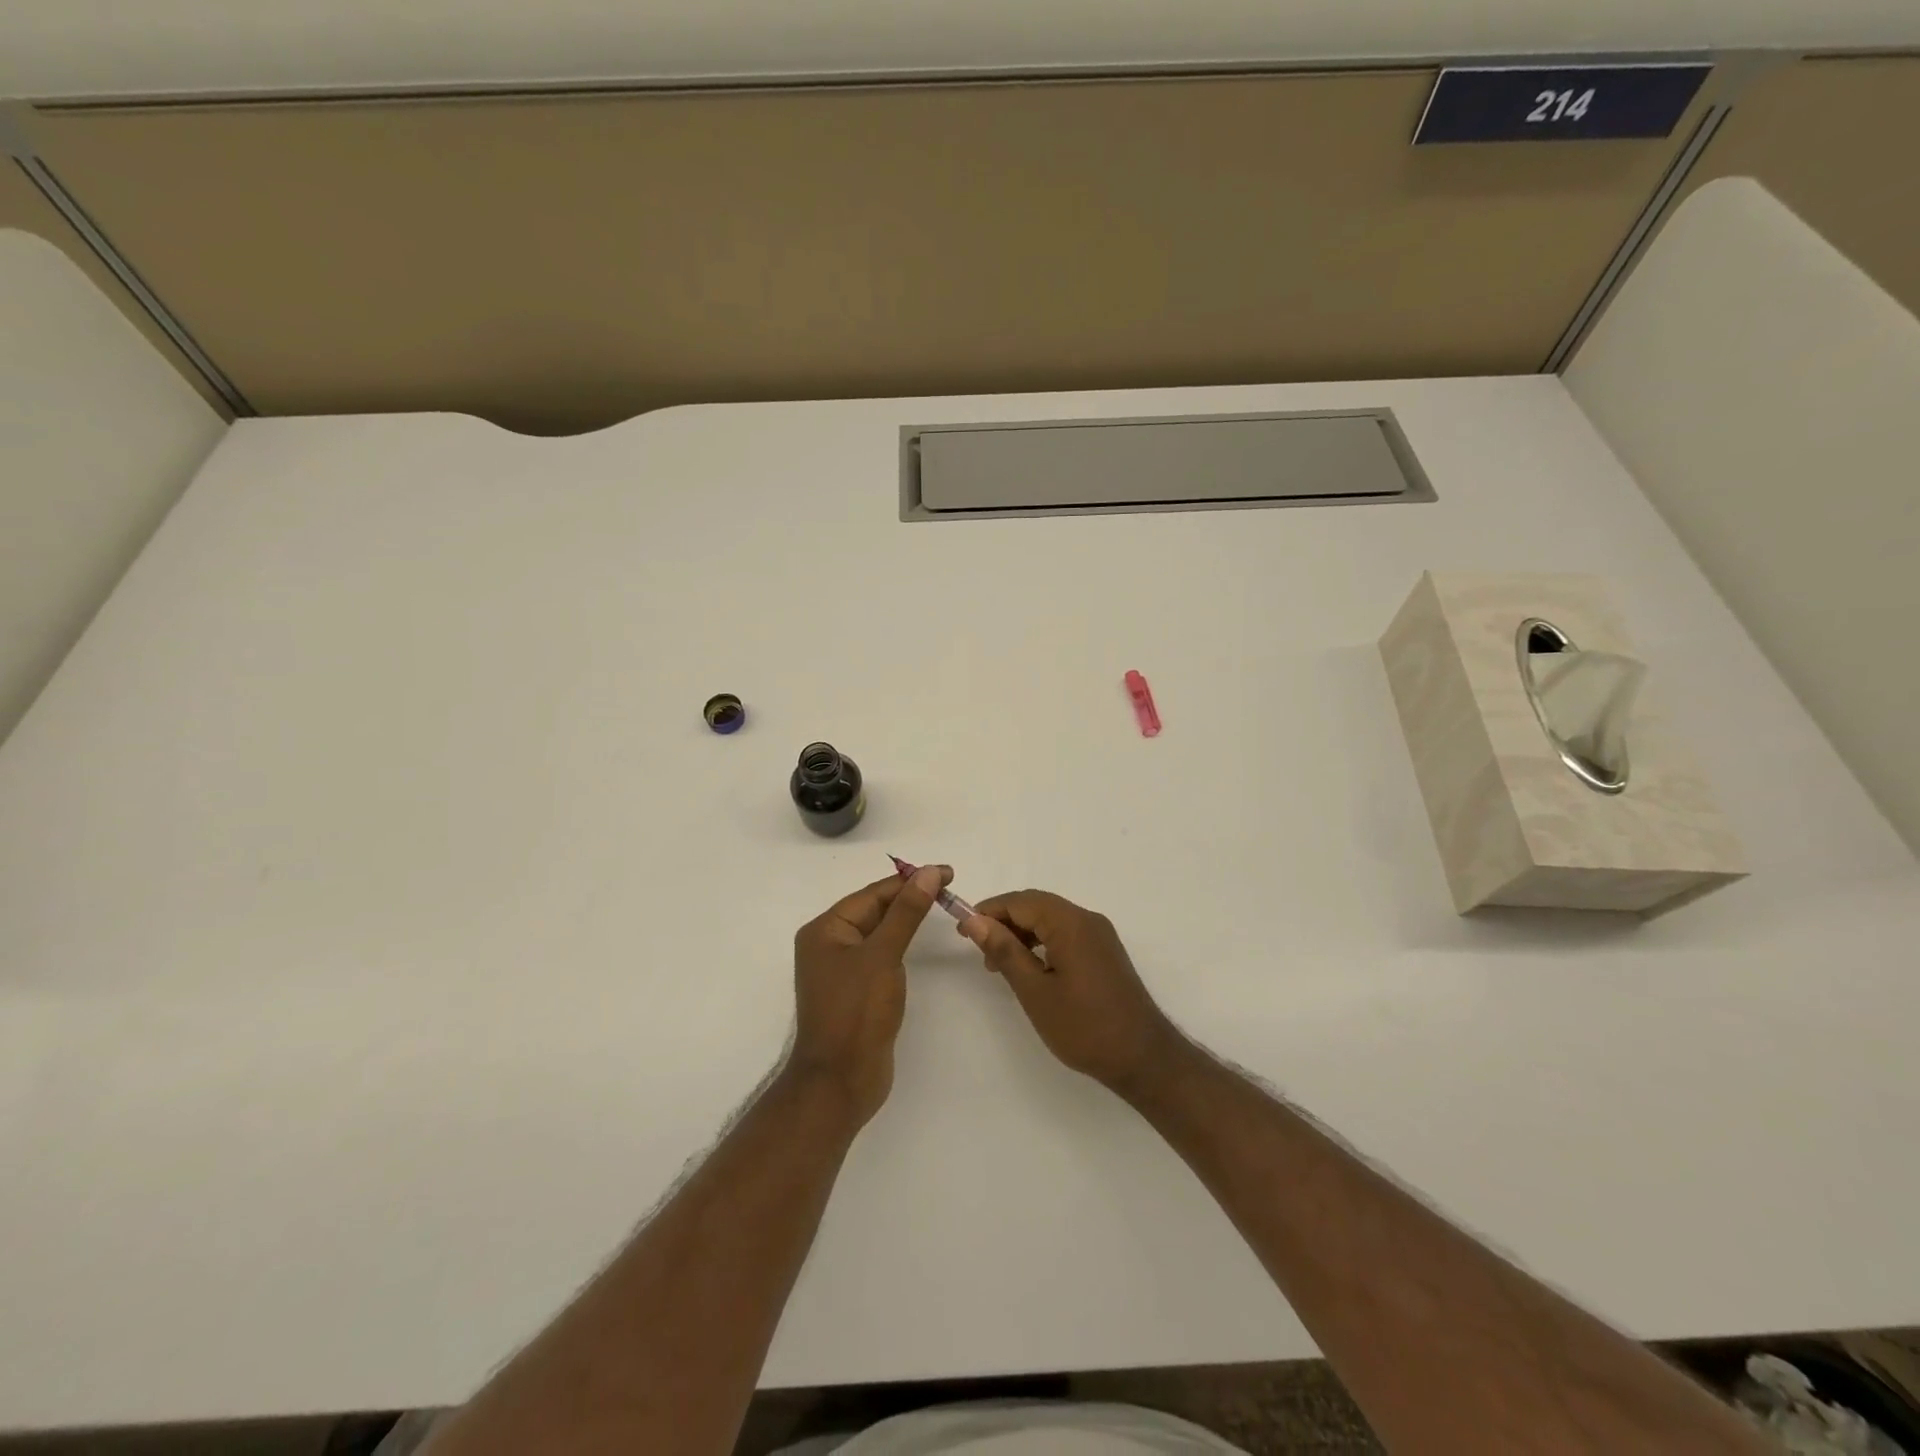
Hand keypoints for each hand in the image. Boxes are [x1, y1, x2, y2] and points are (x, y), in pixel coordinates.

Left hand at [788, 866, 948, 1125]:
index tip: (947, 872)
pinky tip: (918, 944)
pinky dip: (900, 946)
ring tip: (941, 908)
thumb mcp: (883, 955)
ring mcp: (840, 970)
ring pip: (878, 934)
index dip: (911, 881)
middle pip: (874, 911)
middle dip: (910, 899)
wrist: (840, 1082)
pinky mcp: (855, 992)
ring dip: (906, 920)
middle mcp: (828, 945)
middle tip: (950, 890)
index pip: (873, 894)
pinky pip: (880, 956)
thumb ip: (907, 912)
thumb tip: (929, 872)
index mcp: (825, 930)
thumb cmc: (856, 1012)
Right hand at [960, 890, 1182, 1095]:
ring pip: (1051, 920)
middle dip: (1004, 922)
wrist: (1143, 1058)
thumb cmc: (1084, 1026)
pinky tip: (1029, 969)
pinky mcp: (1105, 952)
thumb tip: (975, 921)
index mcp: (1071, 923)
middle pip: (1037, 906)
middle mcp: (1088, 919)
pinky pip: (1066, 933)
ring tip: (999, 964)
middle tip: (980, 951)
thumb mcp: (1035, 991)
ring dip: (1022, 933)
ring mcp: (1100, 935)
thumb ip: (1005, 951)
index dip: (989, 911)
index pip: (1021, 901)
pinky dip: (1042, 943)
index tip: (963, 931)